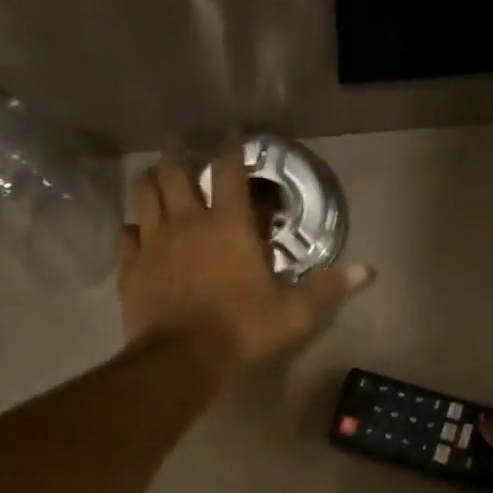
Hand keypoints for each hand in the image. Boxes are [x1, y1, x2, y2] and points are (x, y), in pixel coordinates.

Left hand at [118, 143, 373, 377]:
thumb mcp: (293, 314)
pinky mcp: (131, 268)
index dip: (231, 146)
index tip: (231, 133)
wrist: (182, 360)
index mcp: (228, 226)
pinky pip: (125, 235)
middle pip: (174, 171)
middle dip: (177, 153)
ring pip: (143, 194)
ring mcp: (153, 242)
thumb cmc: (241, 331)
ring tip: (154, 178)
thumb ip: (326, 289)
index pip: (229, 171)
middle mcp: (187, 222)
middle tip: (179, 147)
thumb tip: (367, 272)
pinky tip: (136, 233)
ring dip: (149, 181)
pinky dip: (131, 229)